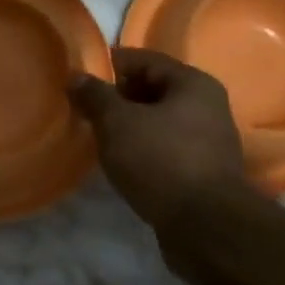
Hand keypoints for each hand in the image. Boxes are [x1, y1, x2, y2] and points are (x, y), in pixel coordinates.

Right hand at [69, 47, 252, 236]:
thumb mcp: (117, 122)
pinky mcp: (202, 171)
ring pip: (159, 121)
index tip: (79, 78)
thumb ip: (95, 96)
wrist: (204, 225)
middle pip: (153, 89)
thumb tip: (76, 76)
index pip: (144, 59)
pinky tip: (121, 163)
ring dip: (129, 126)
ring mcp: (208, 140)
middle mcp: (207, 105)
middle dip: (118, 98)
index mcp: (192, 83)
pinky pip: (165, 148)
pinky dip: (142, 149)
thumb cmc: (160, 160)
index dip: (109, 65)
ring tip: (98, 137)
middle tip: (84, 110)